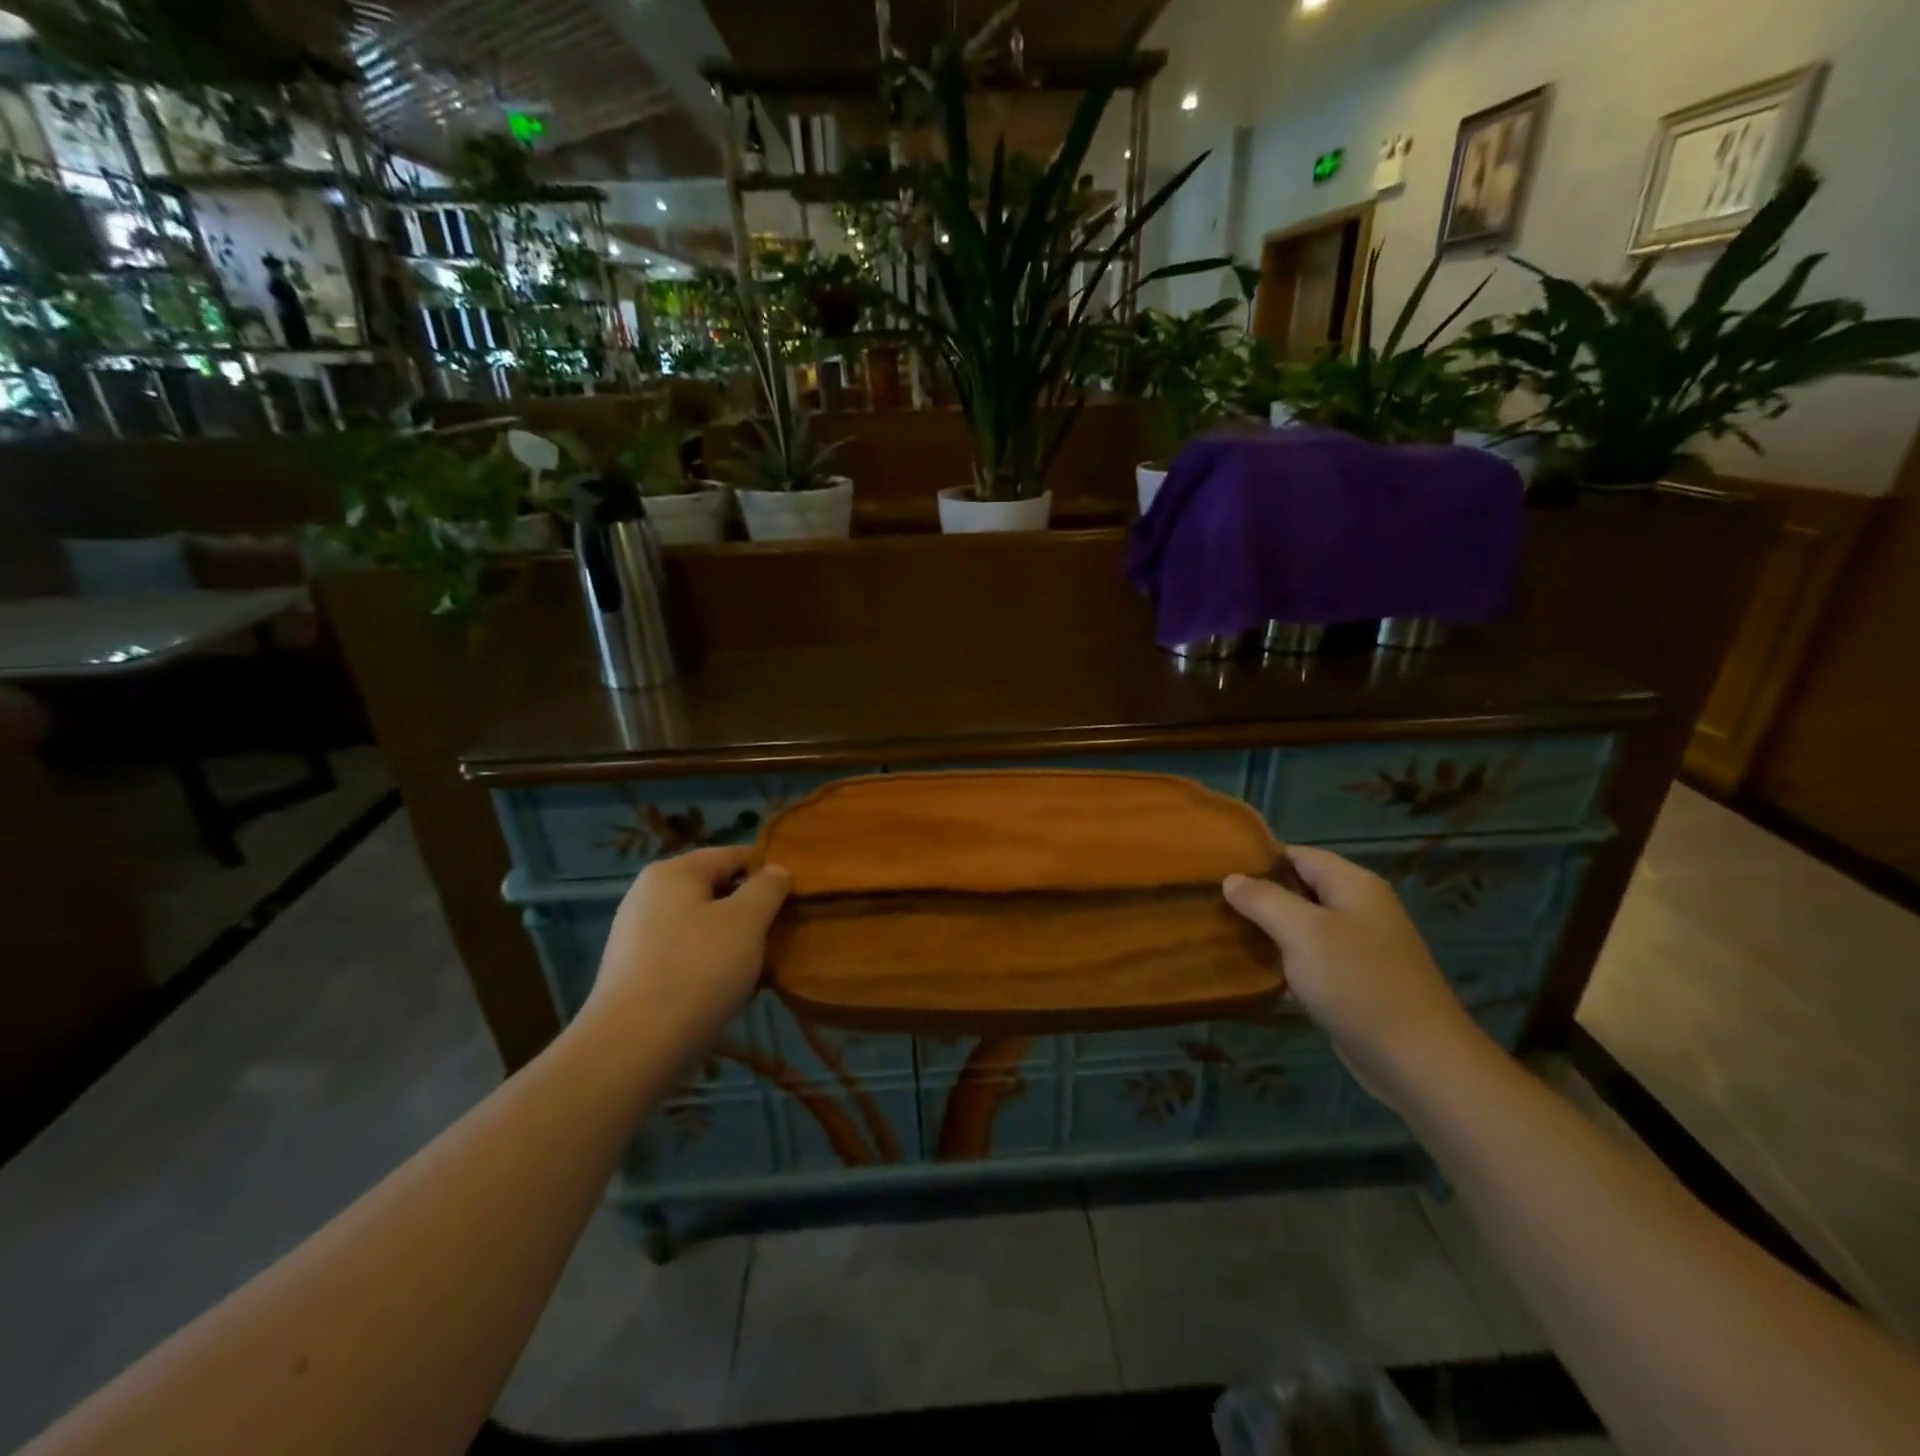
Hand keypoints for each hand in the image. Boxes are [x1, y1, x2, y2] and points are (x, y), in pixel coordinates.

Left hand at [584, 846, 790, 1046]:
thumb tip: (776, 871)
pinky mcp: (636, 973)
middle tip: (784, 932)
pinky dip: (711, 964)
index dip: (769, 870)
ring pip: (703, 925)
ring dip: (734, 940)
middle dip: (752, 909)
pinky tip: (731, 989)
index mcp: (673, 872)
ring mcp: (638, 935)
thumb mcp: (747, 921)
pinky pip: (686, 955)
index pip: (734, 855)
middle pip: (716, 890)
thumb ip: (768, 888)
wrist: (632, 1048)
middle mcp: (648, 895)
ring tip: (763, 965)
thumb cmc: (697, 970)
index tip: (798, 895)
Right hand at [1223, 847, 1490, 1111]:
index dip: (1257, 860)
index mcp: (1353, 884)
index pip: (1297, 854)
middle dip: (1259, 897)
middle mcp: (1360, 908)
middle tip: (1214, 906)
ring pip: (1304, 926)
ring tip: (1226, 936)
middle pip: (1300, 889)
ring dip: (1270, 932)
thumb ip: (1263, 899)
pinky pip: (1313, 959)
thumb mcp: (1301, 931)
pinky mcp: (1358, 981)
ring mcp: (1362, 946)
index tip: (1216, 872)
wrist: (1417, 1059)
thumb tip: (1232, 879)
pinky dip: (1287, 961)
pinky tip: (1258, 972)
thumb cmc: (1356, 982)